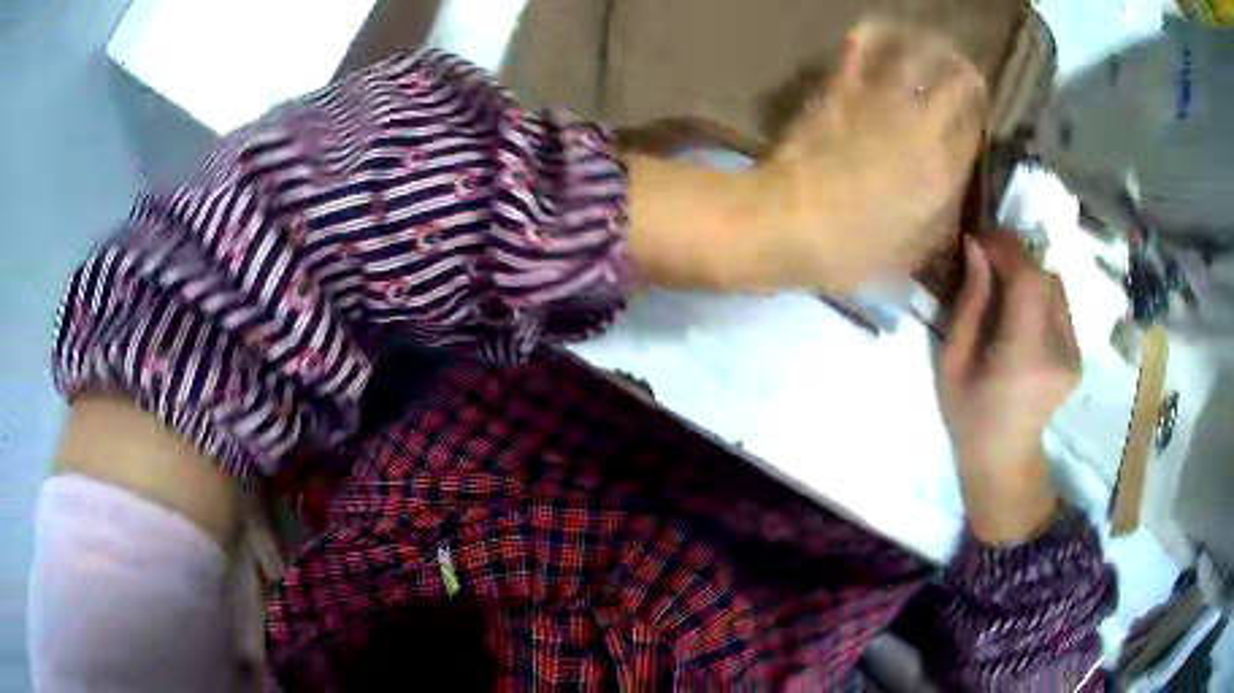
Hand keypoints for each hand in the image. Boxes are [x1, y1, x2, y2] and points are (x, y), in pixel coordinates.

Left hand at [760, 20, 986, 292]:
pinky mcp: (842, 86)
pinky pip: (863, 46)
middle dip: (967, 75)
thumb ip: (942, 220)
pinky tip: (880, 33)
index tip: (978, 111)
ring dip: (932, 45)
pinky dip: (875, 34)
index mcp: (945, 171)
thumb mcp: (912, 253)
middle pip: (959, 82)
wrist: (790, 221)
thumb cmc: (853, 251)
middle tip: (964, 72)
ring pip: (920, 53)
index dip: (981, 115)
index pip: (977, 128)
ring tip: (933, 45)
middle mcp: (923, 125)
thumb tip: (954, 193)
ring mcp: (882, 99)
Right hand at [939, 233, 1080, 544]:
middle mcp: (1059, 352)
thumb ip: (970, 303)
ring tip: (1002, 283)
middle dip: (1015, 256)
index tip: (980, 237)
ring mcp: (1074, 355)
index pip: (1029, 279)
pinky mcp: (1078, 355)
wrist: (1004, 461)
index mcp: (1024, 358)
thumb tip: (977, 248)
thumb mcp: (952, 362)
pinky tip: (1020, 310)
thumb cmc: (969, 417)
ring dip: (1028, 274)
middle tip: (986, 256)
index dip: (1006, 247)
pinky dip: (1039, 294)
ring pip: (1056, 286)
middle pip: (1045, 277)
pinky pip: (1060, 305)